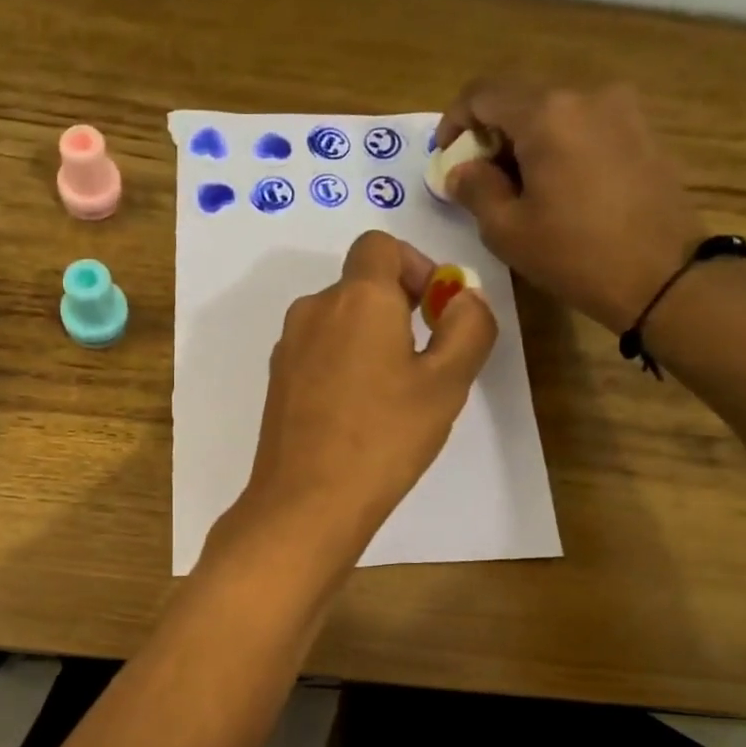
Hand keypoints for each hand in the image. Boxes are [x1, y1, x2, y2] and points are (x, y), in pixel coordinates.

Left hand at [218, 231, 497, 572]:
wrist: (306, 501)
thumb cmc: (385, 437)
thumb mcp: (447, 382)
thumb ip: (468, 327)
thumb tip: (463, 297)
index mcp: (356, 297)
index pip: (380, 245)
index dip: (414, 264)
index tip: (435, 308)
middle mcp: (314, 309)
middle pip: (360, 284)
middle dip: (398, 306)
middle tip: (426, 359)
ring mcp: (289, 346)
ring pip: (339, 320)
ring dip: (371, 338)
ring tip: (394, 392)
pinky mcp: (277, 380)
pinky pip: (318, 351)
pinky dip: (343, 362)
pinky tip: (358, 412)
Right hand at [437, 78, 704, 332]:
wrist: (664, 276)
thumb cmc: (575, 255)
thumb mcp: (507, 230)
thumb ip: (475, 189)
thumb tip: (460, 170)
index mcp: (547, 113)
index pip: (483, 93)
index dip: (454, 121)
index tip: (444, 157)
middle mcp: (586, 95)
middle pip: (521, 98)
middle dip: (491, 133)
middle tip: (478, 179)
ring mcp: (622, 108)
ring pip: (554, 111)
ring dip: (525, 140)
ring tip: (518, 188)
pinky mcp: (642, 130)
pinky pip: (584, 125)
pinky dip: (558, 145)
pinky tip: (557, 188)